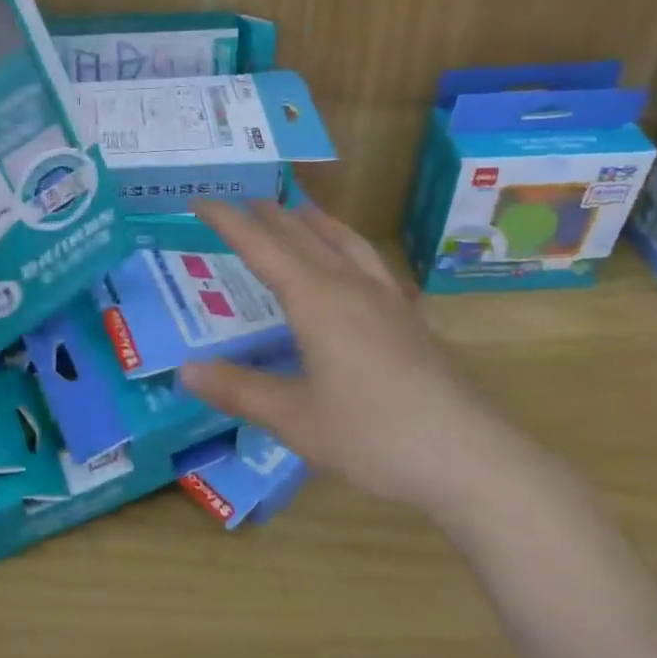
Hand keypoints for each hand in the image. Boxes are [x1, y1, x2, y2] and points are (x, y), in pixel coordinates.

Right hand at [183, 199, 518, 519]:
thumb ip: (239, 390)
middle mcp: (351, 287)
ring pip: (347, 244)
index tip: (202, 200)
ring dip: (318, 224)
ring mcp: (388, 301)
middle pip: (305, 237)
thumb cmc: (373, 435)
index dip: (229, 221)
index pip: (262, 247)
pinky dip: (354, 250)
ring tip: (303, 211)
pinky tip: (362, 267)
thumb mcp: (294, 419)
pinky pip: (376, 267)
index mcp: (316, 300)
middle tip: (248, 202)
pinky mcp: (413, 320)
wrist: (470, 457)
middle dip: (272, 216)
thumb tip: (186, 370)